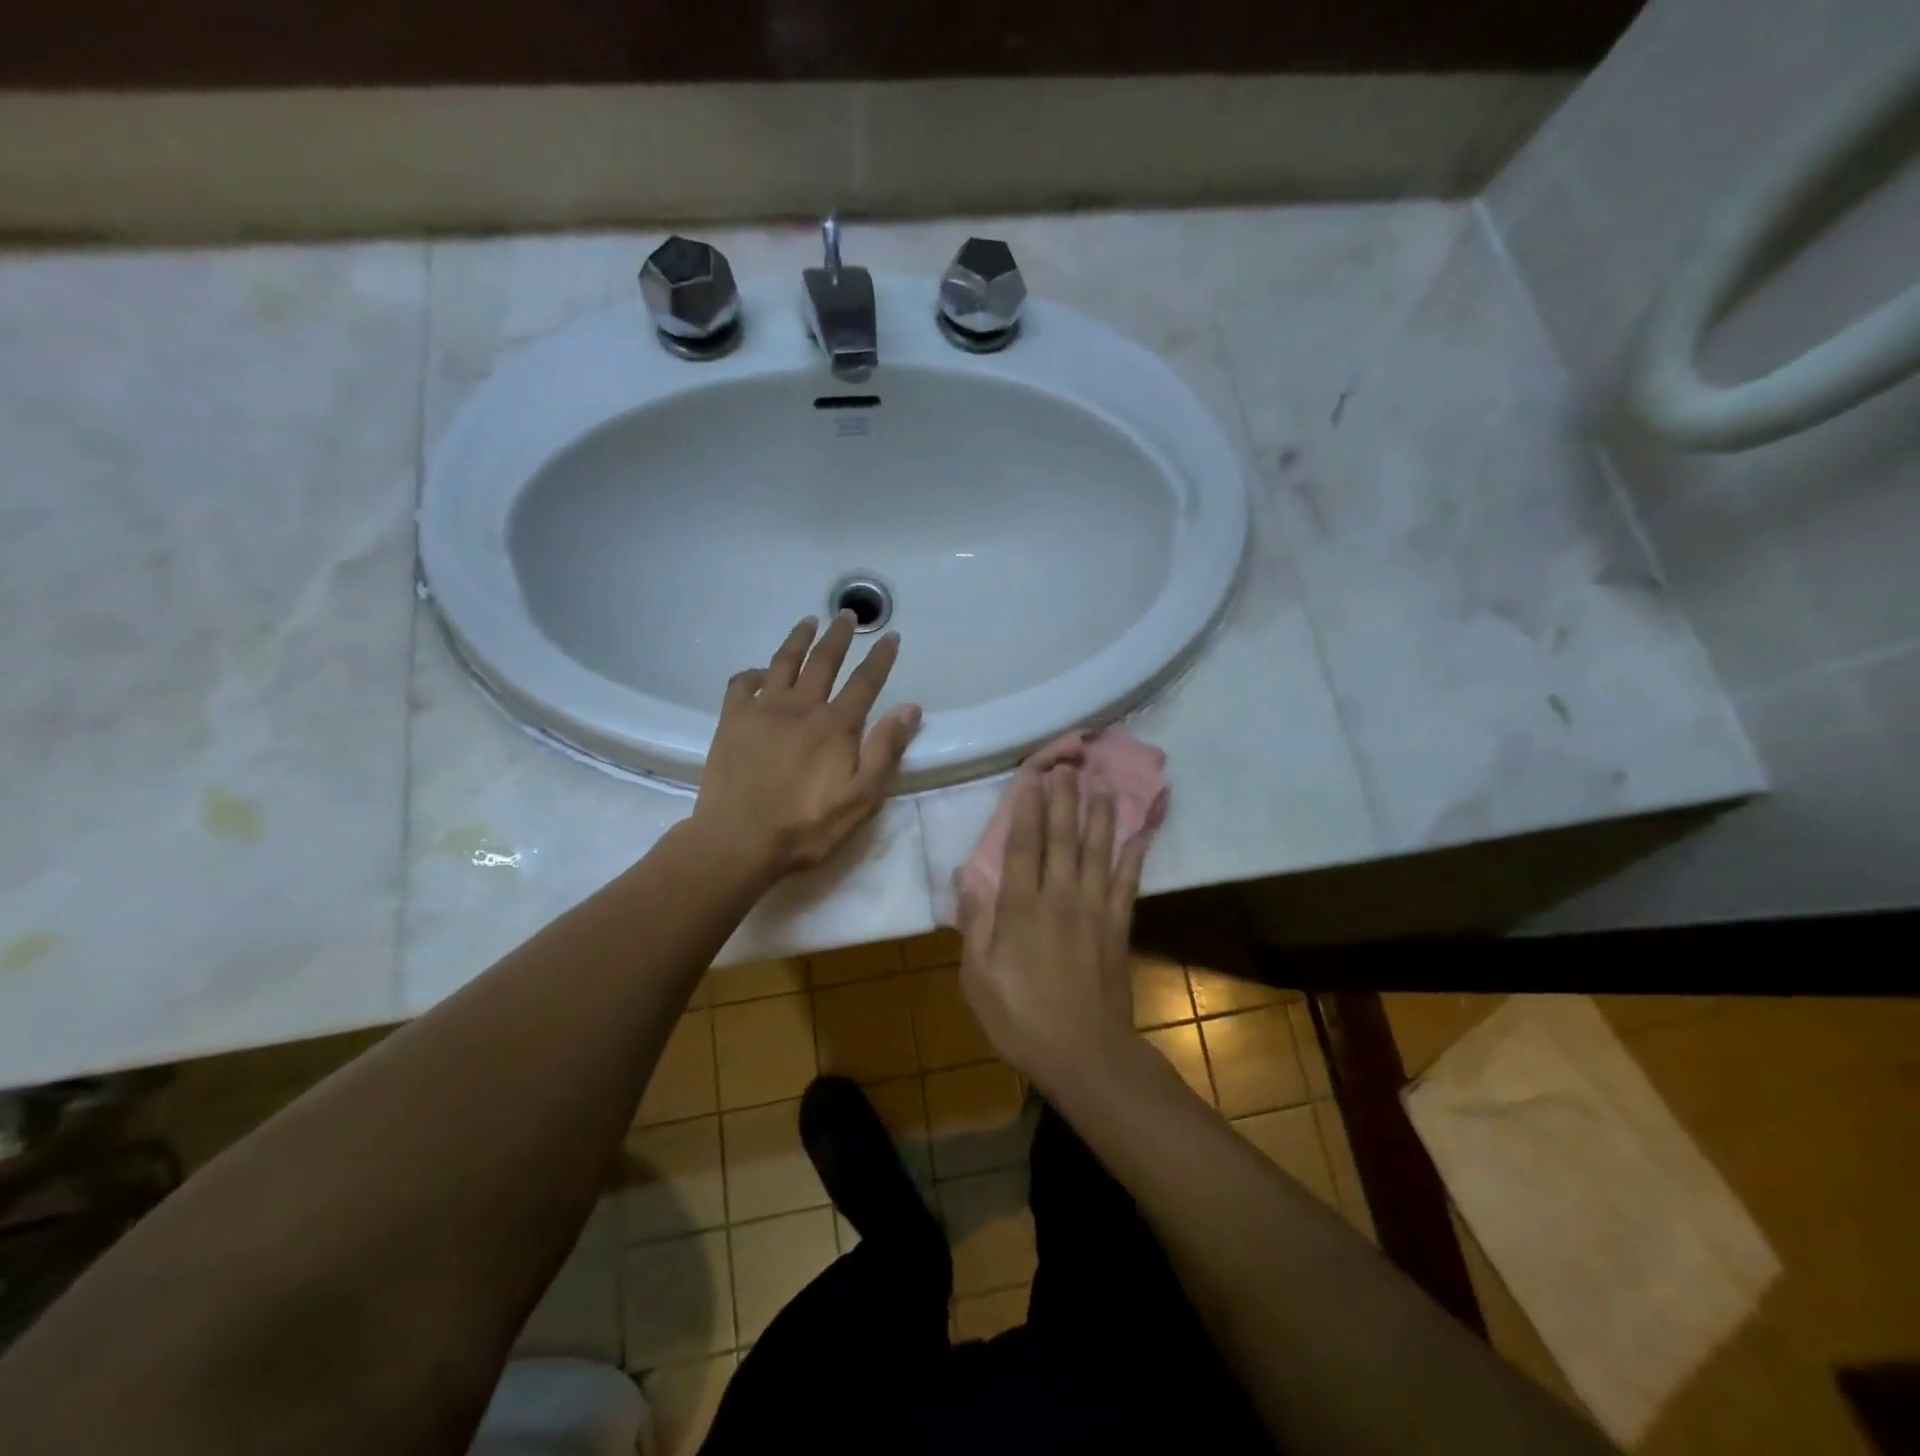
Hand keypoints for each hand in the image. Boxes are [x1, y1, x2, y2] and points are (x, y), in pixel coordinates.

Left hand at [692, 613, 920, 879]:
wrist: (739, 841)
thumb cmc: (808, 826)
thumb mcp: (862, 797)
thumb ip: (885, 749)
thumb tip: (910, 707)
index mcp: (836, 726)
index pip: (866, 682)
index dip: (881, 657)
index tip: (890, 636)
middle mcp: (801, 707)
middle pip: (824, 661)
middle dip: (839, 636)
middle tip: (847, 615)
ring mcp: (763, 710)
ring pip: (784, 662)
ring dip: (799, 639)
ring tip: (809, 621)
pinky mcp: (732, 720)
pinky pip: (742, 683)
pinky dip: (754, 672)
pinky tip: (760, 672)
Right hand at [956, 766, 1147, 1090]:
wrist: (1084, 1054)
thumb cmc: (1021, 1018)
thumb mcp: (977, 977)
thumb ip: (974, 923)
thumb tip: (966, 876)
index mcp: (1021, 907)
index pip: (1023, 845)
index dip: (1028, 808)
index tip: (1033, 777)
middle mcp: (1059, 896)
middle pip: (1062, 837)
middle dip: (1064, 798)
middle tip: (1068, 765)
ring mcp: (1094, 909)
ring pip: (1098, 850)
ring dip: (1100, 814)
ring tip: (1102, 784)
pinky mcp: (1119, 926)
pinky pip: (1128, 882)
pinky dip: (1135, 855)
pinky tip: (1141, 832)